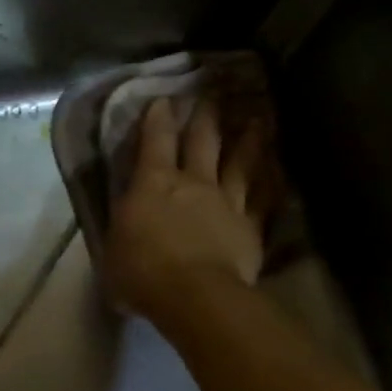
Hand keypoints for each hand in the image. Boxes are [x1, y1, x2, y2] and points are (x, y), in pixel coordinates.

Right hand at [105, 98, 270, 325]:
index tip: (164, 98)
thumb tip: (125, 219)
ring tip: (258, 120)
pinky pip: (264, 200)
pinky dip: (272, 183)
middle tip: (213, 94)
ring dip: (249, 140)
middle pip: (202, 142)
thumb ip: (123, 226)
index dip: (158, 118)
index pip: (155, 141)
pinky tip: (278, 172)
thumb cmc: (142, 272)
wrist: (195, 296)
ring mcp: (227, 202)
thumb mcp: (113, 247)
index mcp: (153, 183)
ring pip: (240, 163)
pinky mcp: (250, 227)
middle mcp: (193, 182)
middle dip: (206, 116)